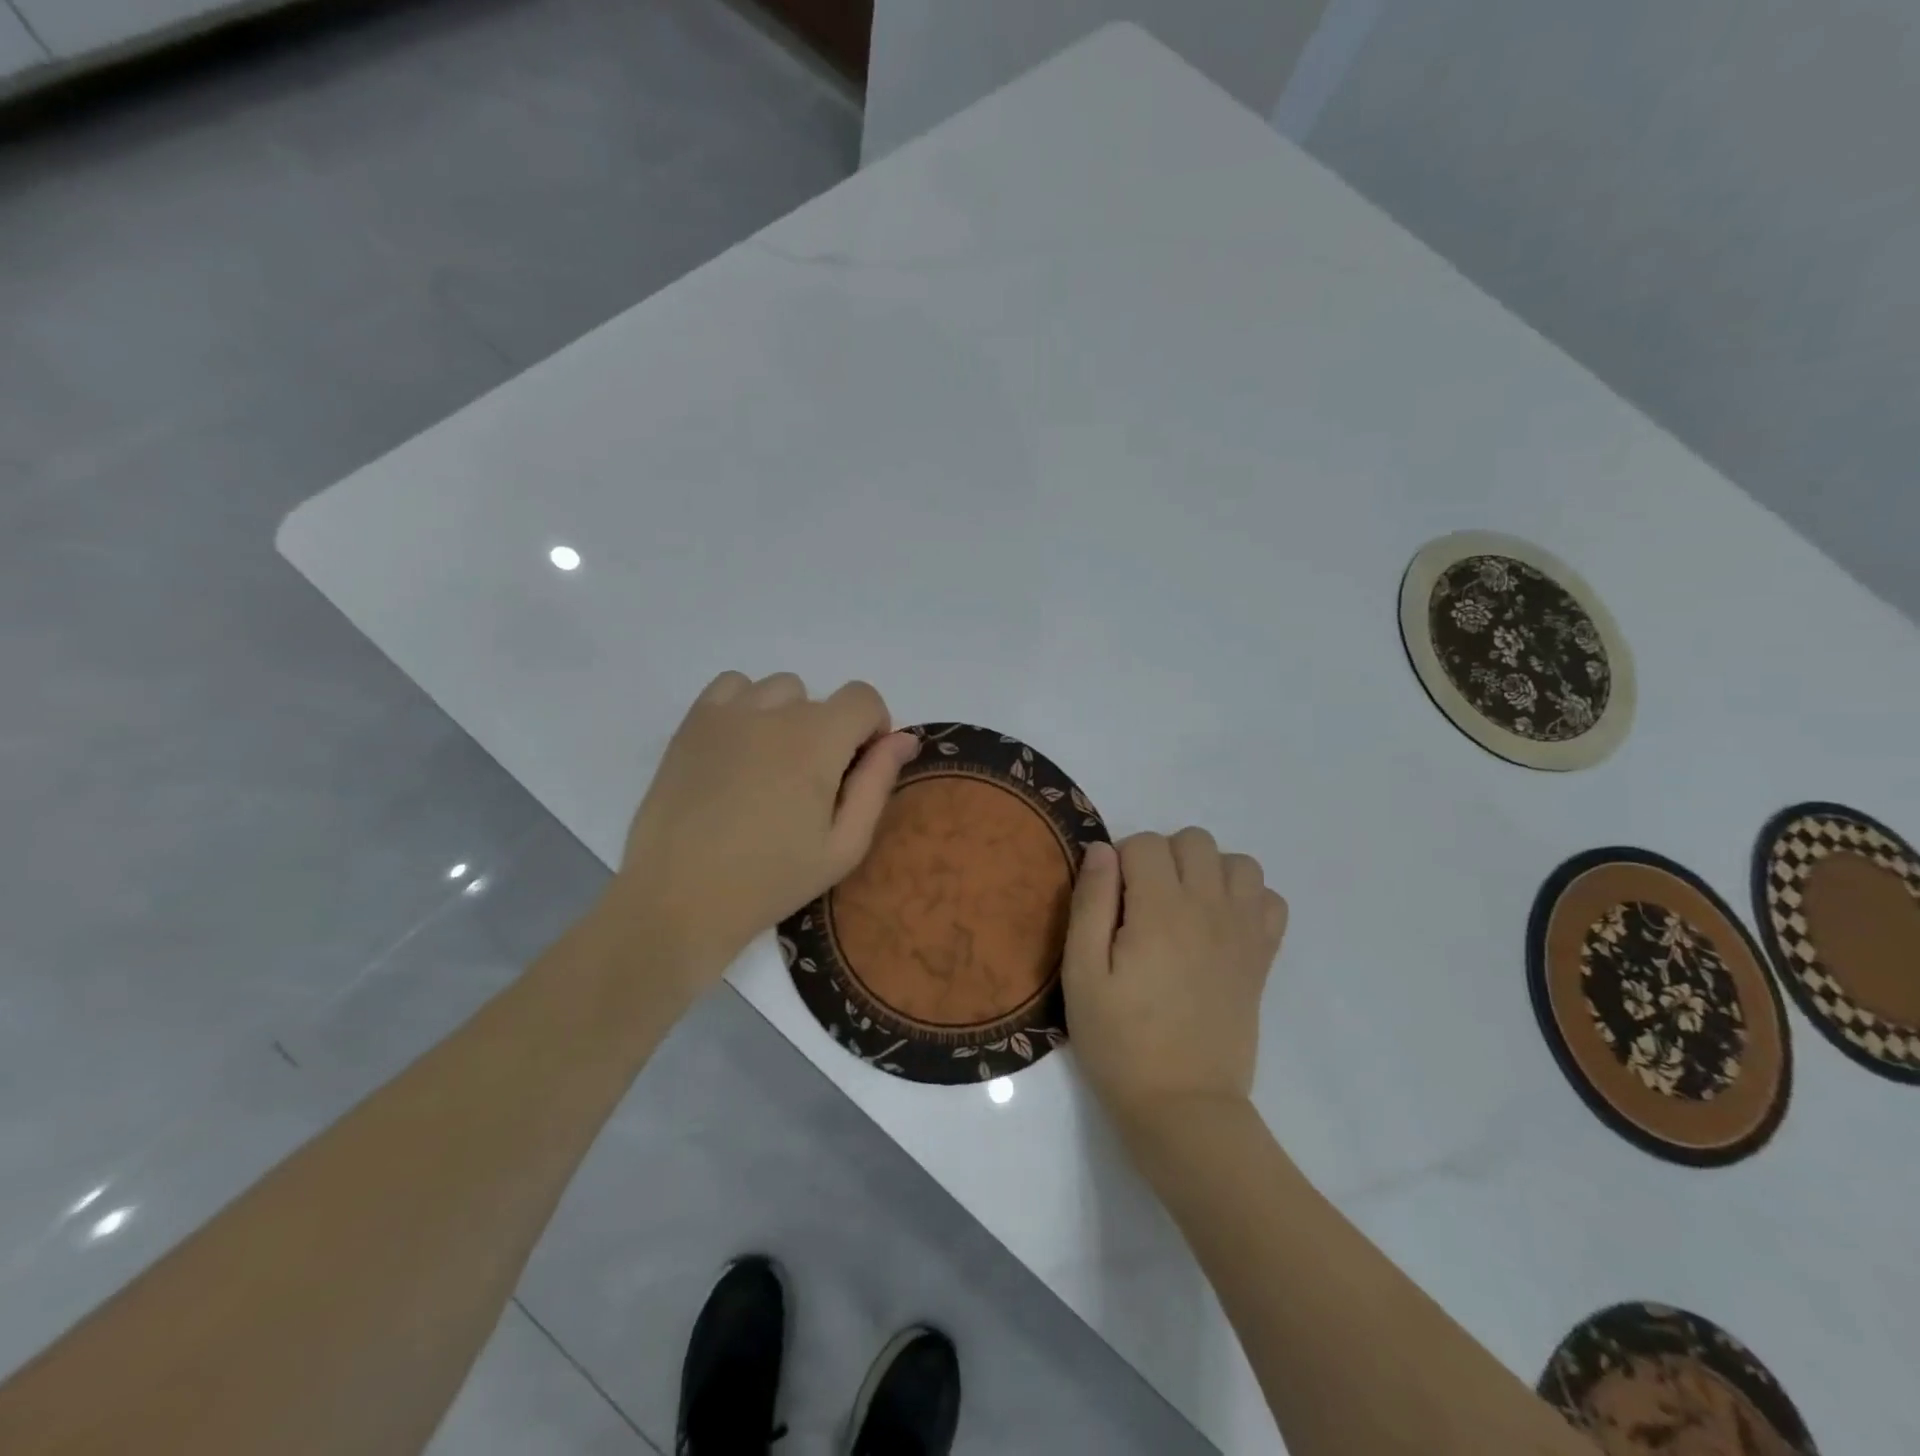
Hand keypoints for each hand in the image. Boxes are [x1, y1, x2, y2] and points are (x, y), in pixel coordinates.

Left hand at [604, 670, 919, 991]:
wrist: (679, 899)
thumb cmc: (771, 880)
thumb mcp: (843, 846)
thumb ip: (877, 783)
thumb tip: (903, 739)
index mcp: (817, 741)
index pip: (864, 698)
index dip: (873, 728)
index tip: (859, 767)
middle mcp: (774, 713)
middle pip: (822, 699)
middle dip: (831, 733)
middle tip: (810, 787)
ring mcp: (728, 713)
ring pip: (780, 690)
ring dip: (790, 717)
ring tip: (772, 767)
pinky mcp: (692, 723)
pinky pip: (733, 686)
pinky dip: (747, 705)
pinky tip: (740, 748)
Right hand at [1063, 829, 1287, 1137]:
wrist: (1183, 1106)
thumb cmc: (1120, 1042)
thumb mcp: (1082, 975)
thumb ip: (1090, 904)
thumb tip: (1101, 849)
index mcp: (1160, 910)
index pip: (1146, 843)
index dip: (1120, 860)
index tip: (1109, 900)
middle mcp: (1209, 909)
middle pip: (1195, 840)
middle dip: (1163, 856)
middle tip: (1142, 901)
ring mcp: (1244, 932)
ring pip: (1239, 862)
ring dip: (1208, 871)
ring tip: (1183, 907)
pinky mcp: (1263, 958)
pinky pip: (1271, 901)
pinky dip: (1248, 899)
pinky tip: (1220, 926)